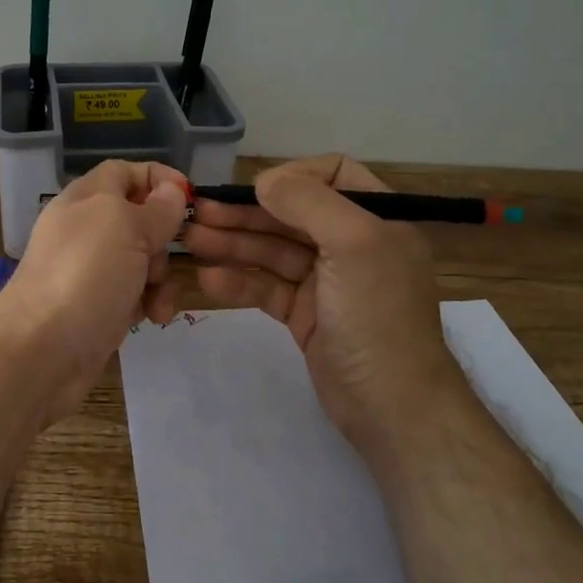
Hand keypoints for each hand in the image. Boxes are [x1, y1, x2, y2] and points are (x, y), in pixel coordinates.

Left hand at [0, 159, 190, 415]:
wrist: (41, 348)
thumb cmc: (86, 274)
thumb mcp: (127, 228)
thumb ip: (156, 208)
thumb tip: (172, 190)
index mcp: (86, 199)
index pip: (124, 172)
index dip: (158, 178)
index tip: (191, 198)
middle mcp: (86, 230)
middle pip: (139, 219)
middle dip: (163, 239)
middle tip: (164, 258)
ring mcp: (91, 270)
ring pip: (142, 260)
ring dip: (161, 277)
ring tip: (158, 300)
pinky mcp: (98, 306)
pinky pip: (134, 293)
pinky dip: (147, 302)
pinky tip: (151, 319)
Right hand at [184, 153, 463, 452]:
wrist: (392, 407)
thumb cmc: (377, 316)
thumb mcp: (354, 244)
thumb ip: (309, 202)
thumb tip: (264, 180)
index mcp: (377, 219)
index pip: (332, 175)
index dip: (291, 177)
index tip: (252, 190)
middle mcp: (352, 244)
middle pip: (291, 215)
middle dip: (246, 213)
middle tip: (197, 214)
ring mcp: (327, 282)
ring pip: (273, 252)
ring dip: (233, 244)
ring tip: (191, 241)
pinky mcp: (306, 315)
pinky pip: (267, 288)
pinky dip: (240, 282)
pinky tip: (209, 280)